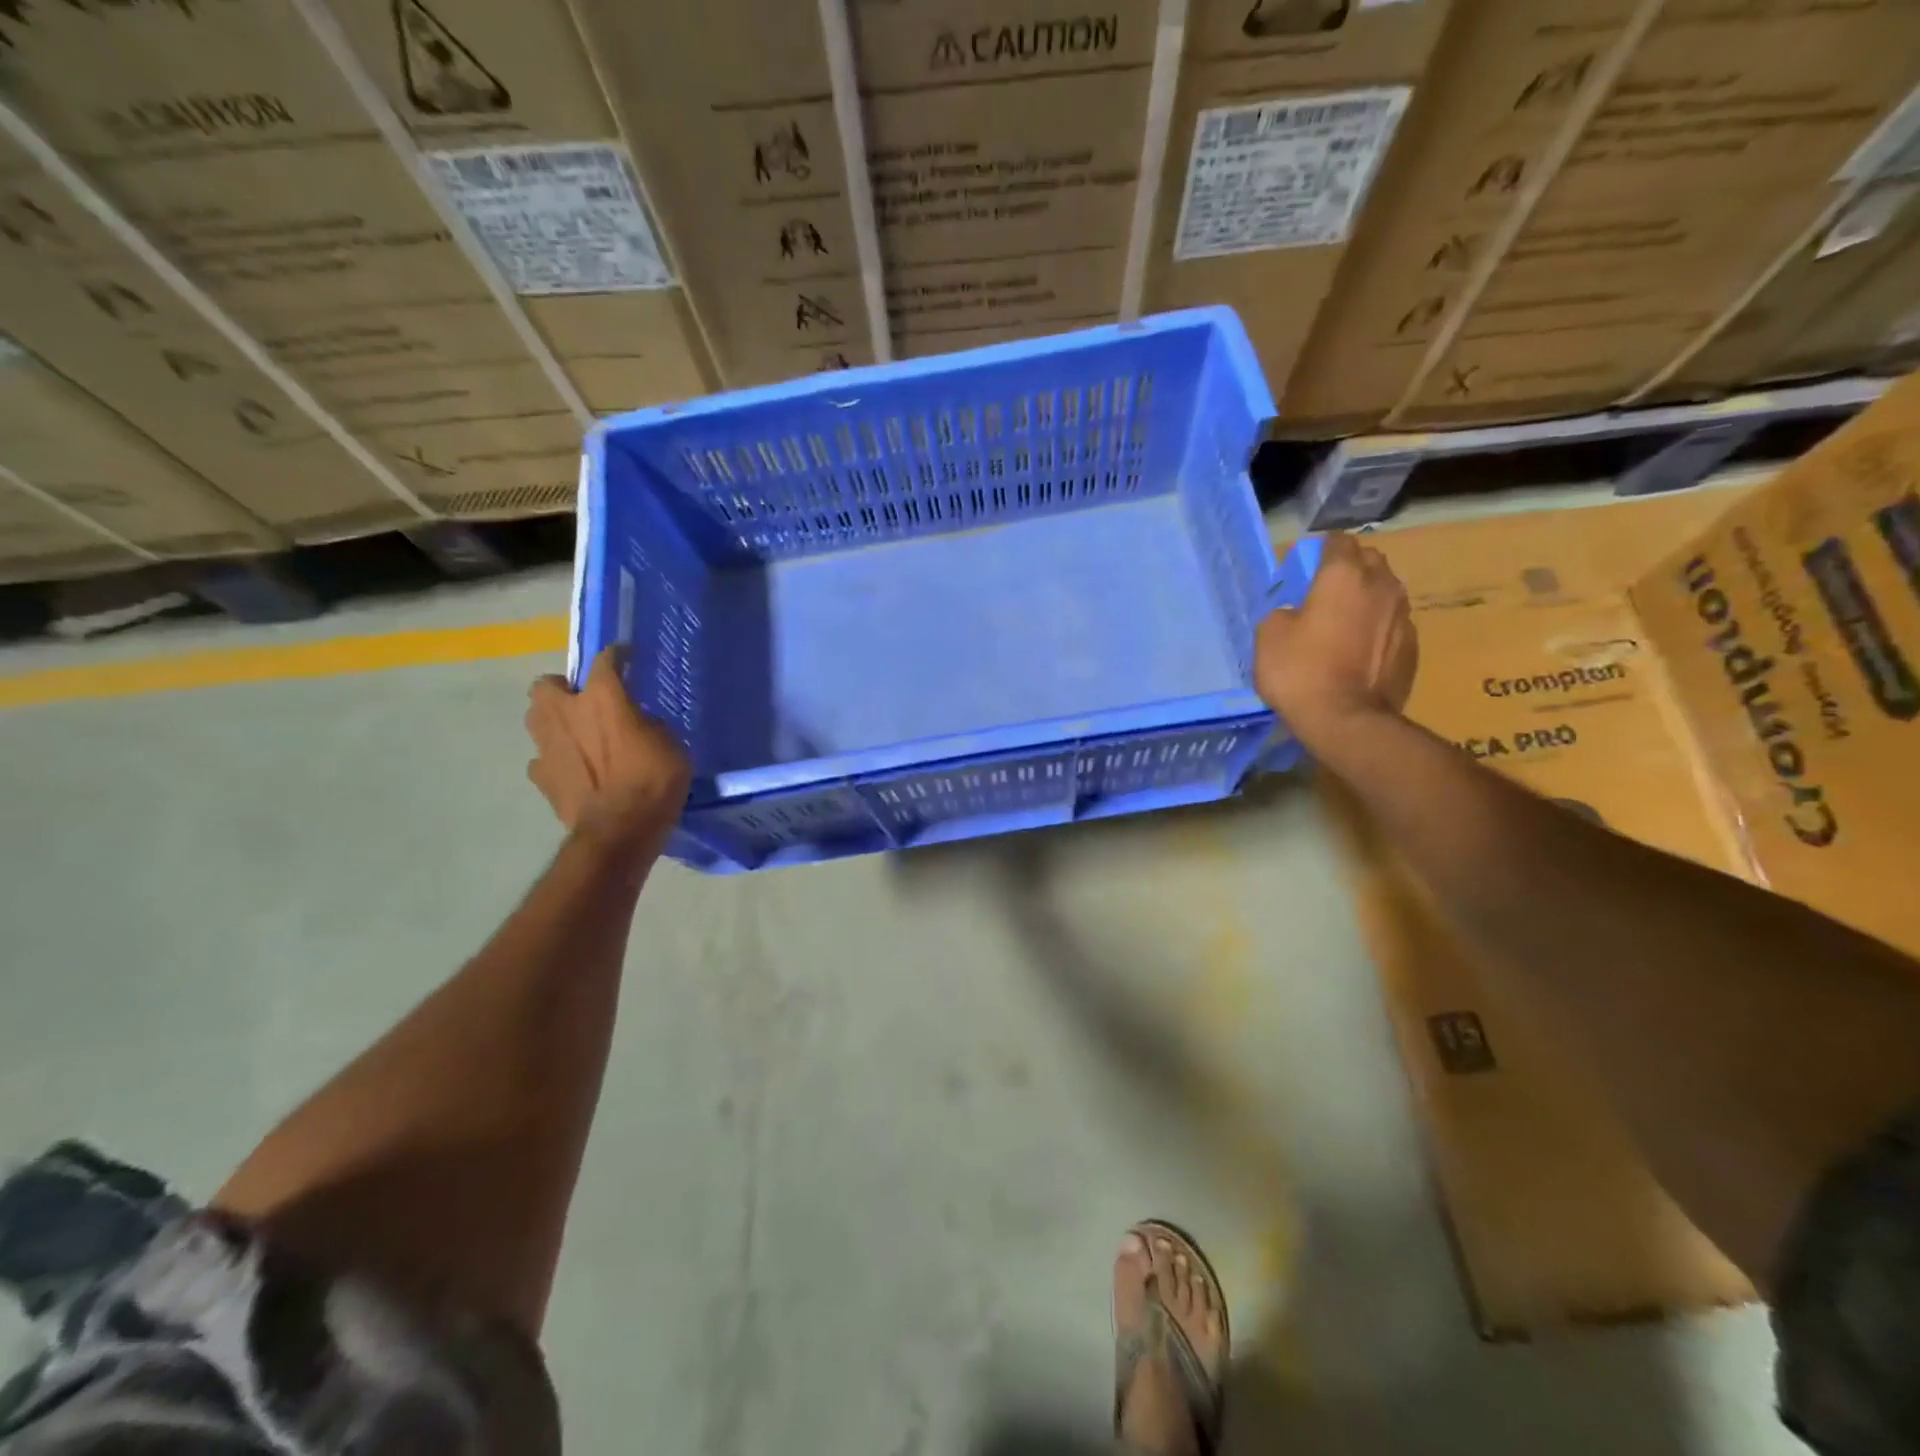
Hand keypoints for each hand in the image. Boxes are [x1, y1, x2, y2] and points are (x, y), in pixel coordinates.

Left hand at [525, 647, 691, 849]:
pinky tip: (572, 769)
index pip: (605, 661)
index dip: (617, 655)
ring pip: (536, 718)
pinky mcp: (541, 776)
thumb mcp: (670, 744)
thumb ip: (647, 724)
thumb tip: (636, 722)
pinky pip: (542, 758)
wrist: (620, 829)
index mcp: (602, 697)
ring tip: (576, 733)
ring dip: (553, 720)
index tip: (627, 655)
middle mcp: (566, 713)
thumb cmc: (654, 780)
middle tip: (585, 700)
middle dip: (563, 688)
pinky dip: (554, 759)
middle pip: (547, 684)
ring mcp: (547, 745)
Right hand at [1254, 533, 1417, 738]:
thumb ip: (1284, 612)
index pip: (1338, 541)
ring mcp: (1403, 616)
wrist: (1347, 720)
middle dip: (1351, 568)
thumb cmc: (1300, 671)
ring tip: (1346, 622)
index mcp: (1344, 575)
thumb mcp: (1269, 635)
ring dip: (1367, 598)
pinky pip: (1393, 624)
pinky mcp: (1413, 647)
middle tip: (1326, 592)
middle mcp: (1381, 585)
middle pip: (1370, 560)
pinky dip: (1378, 629)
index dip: (1322, 550)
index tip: (1308, 567)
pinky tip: (1361, 651)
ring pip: (1386, 591)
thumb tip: (1297, 614)